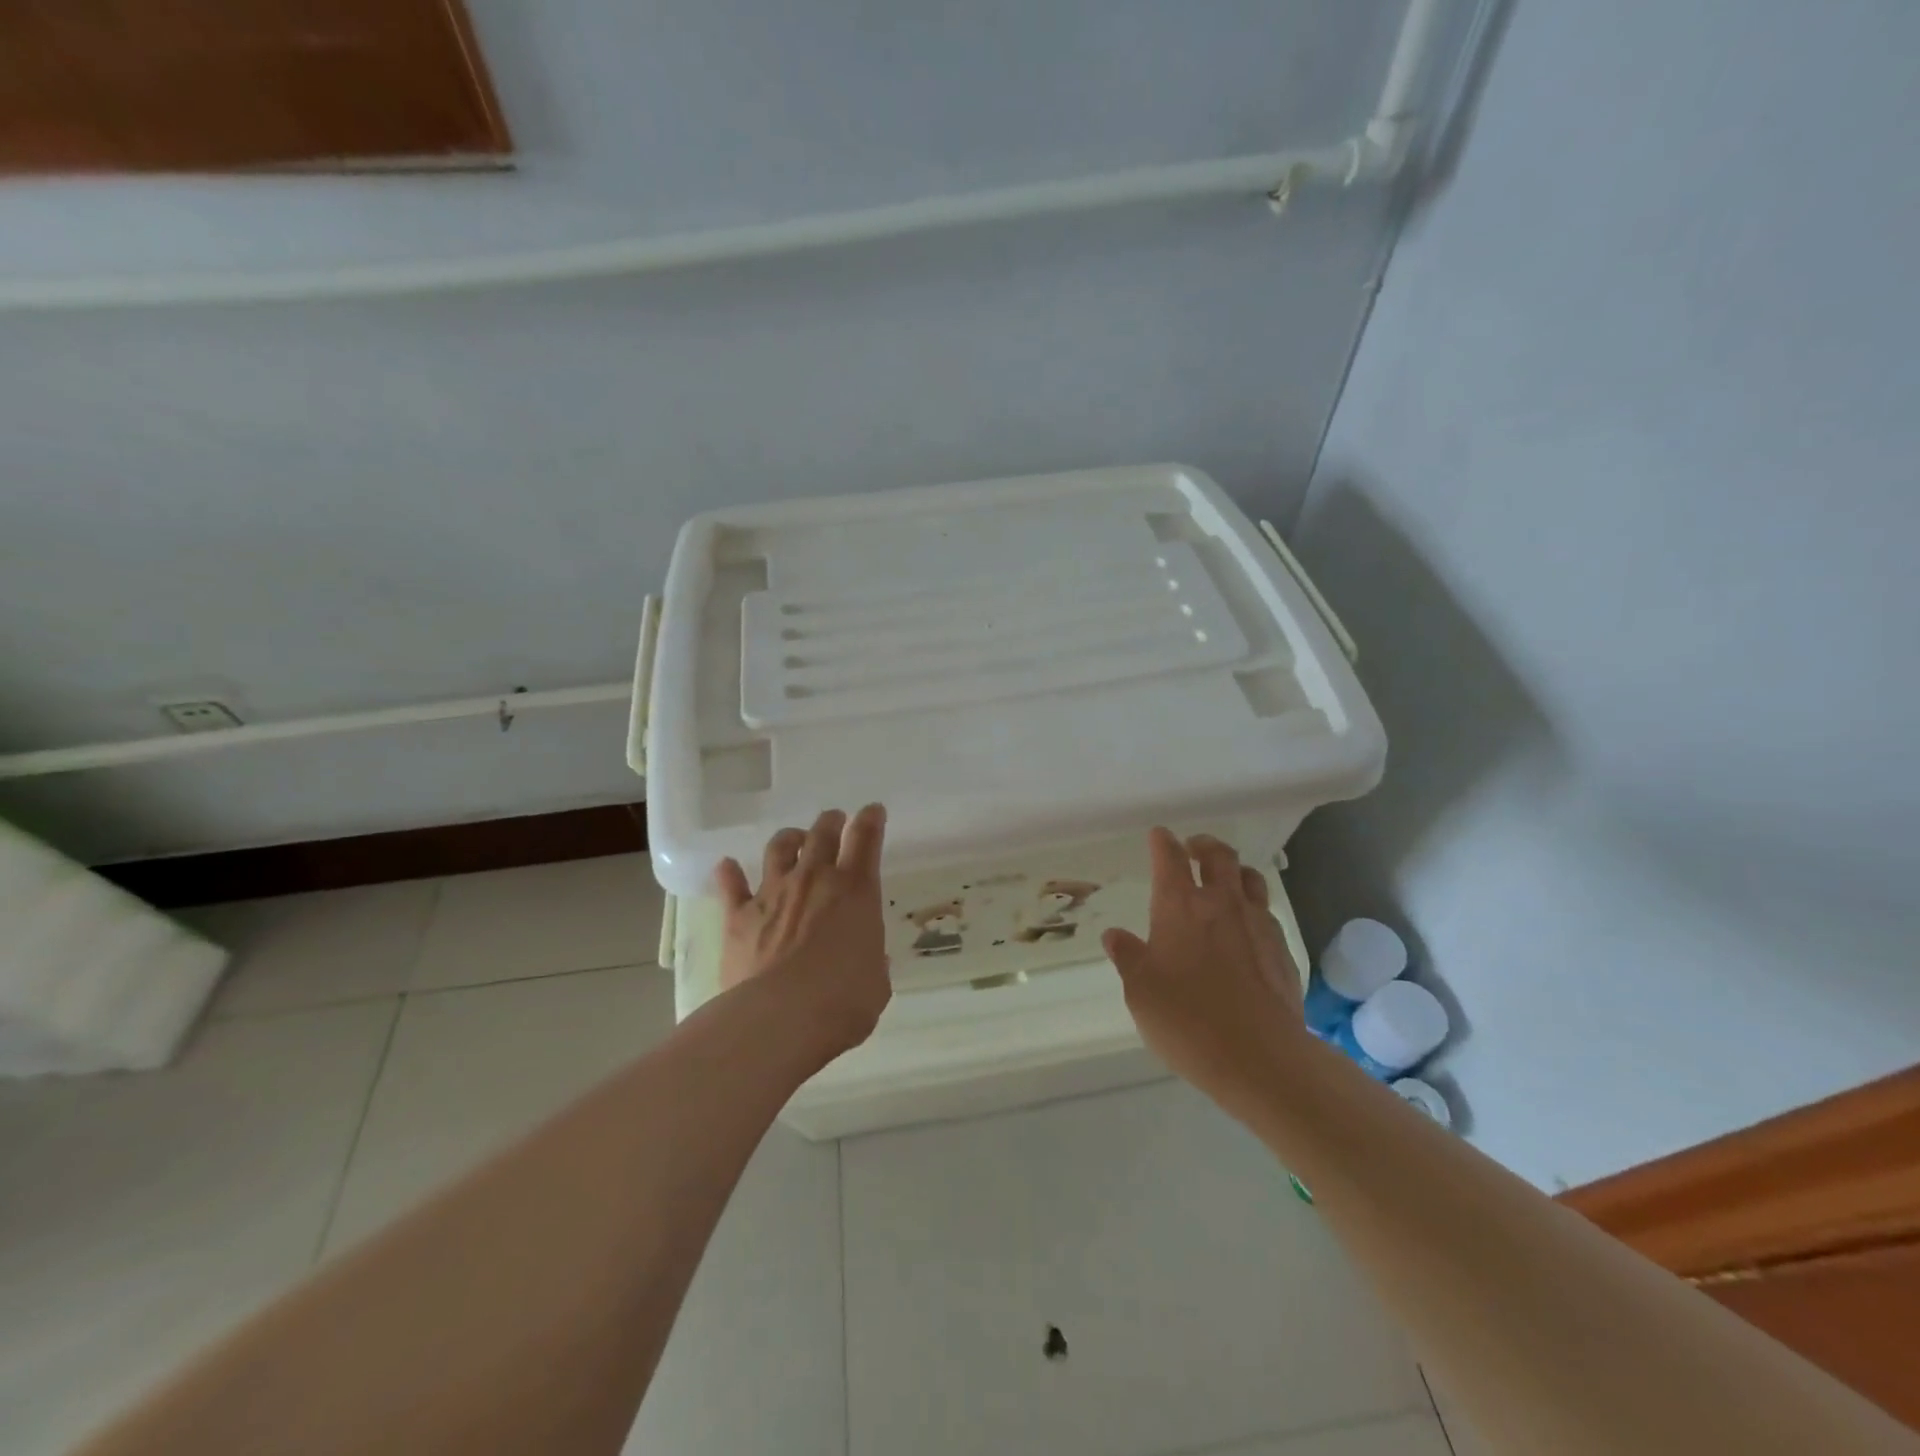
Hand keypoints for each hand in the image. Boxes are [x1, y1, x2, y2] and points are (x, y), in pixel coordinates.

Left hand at [712, 804, 891, 1058]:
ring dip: (788, 839)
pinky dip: (730, 874)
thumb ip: (870, 960)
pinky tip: (727, 867)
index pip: (866, 839)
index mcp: (856, 891)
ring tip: (793, 839)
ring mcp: (774, 893)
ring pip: (779, 849)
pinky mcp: (739, 915)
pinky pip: (731, 886)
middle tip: (834, 819)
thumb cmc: (843, 1002)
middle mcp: (814, 879)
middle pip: (822, 833)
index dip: (871, 820)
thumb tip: (865, 957)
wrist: (780, 1019)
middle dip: (830, 822)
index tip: (872, 811)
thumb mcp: (876, 982)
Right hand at [1101, 828, 1304, 1114]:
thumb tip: (1115, 935)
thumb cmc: (1187, 1020)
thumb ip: (1128, 957)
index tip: (1158, 835)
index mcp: (1179, 906)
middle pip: (1219, 855)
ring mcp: (1257, 923)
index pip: (1170, 858)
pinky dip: (1252, 909)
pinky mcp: (1282, 949)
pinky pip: (1266, 913)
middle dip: (1204, 845)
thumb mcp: (1140, 992)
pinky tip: (1245, 930)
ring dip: (1234, 872)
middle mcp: (1221, 903)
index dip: (1162, 842)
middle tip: (1193, 848)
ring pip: (1250, 878)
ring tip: (1225, 881)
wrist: (1261, 1057)